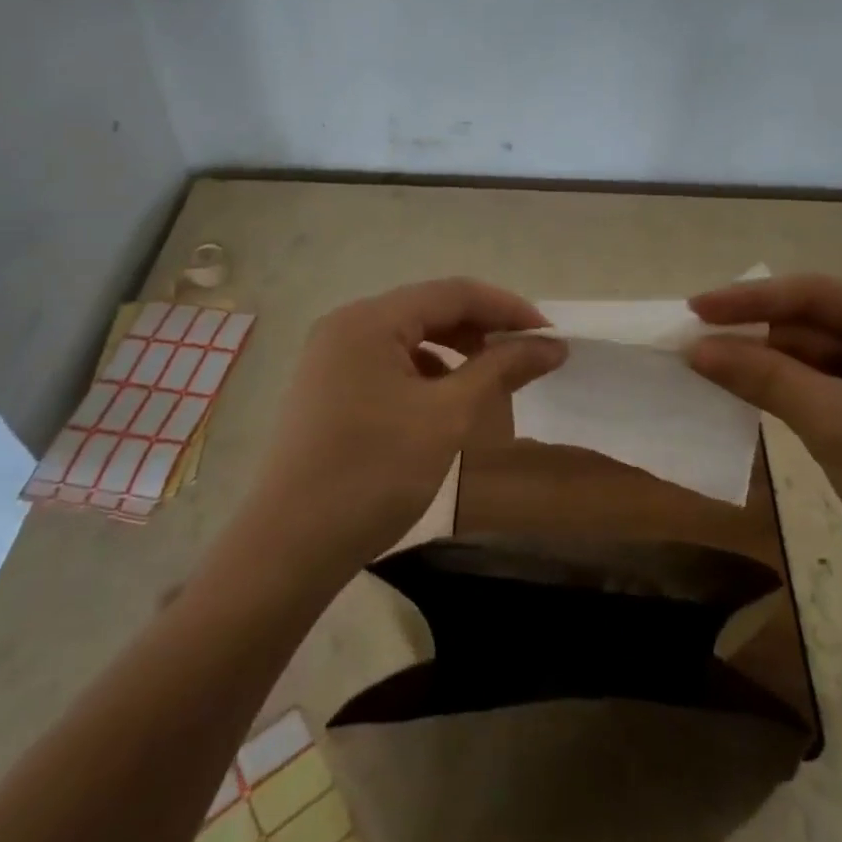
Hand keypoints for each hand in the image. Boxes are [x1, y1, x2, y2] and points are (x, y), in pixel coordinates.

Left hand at [243, 278, 565, 580]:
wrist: (289, 548)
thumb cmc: (374, 473)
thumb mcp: (448, 416)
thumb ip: (501, 369)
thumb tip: (552, 344)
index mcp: (370, 320)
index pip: (454, 293)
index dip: (508, 309)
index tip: (551, 335)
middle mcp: (346, 326)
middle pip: (429, 310)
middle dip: (482, 330)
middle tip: (526, 357)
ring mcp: (331, 358)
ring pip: (409, 338)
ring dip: (456, 352)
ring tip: (491, 379)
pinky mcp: (327, 389)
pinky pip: (389, 364)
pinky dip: (426, 374)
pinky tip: (444, 403)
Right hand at [687, 274, 841, 621]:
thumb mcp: (836, 424)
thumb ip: (764, 376)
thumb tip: (697, 347)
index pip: (819, 296)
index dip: (752, 299)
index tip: (697, 308)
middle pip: (819, 326)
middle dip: (759, 335)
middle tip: (697, 345)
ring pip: (821, 362)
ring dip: (771, 366)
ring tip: (713, 371)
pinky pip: (831, 393)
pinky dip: (792, 395)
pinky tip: (755, 399)